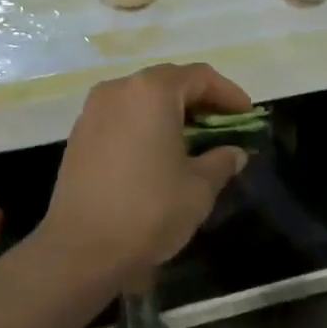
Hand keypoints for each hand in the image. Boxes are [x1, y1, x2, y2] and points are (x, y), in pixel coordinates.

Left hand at [38, 63, 253, 290]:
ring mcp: (93, 111)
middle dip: (200, 101)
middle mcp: (118, 90)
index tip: (247, 115)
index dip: (229, 94)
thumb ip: (221, 161)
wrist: (80, 250)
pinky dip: (145, 126)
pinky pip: (121, 117)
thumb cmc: (148, 210)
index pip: (200, 77)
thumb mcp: (199, 188)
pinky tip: (158, 154)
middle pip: (168, 82)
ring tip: (193, 141)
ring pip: (142, 99)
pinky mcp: (79, 135)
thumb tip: (234, 153)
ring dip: (171, 113)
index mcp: (152, 92)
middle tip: (224, 126)